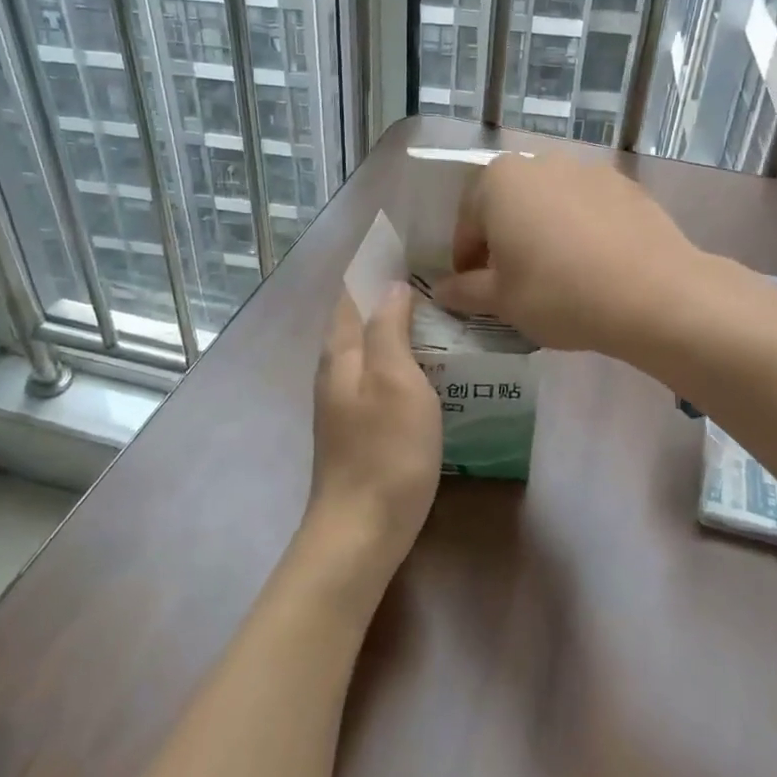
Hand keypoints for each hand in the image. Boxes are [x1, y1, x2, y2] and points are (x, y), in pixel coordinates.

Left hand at [304, 284, 442, 587]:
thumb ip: (389, 328)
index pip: (351, 292)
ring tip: (440, 316)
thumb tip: (391, 286)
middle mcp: (335, 370)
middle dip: (389, 294)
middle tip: (437, 279)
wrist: (361, 530)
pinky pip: (380, 376)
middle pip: (359, 318)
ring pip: (371, 348)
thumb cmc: (385, 450)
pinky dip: (402, 359)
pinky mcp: (358, 426)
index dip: (373, 266)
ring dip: (398, 327)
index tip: (407, 246)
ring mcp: (344, 401)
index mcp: (341, 352)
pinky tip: (430, 368)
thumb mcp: (395, 380)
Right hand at [431, 152, 706, 355]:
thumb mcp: (502, 301)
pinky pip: (587, 207)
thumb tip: (443, 290)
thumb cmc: (558, 293)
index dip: (466, 260)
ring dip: (543, 230)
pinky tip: (593, 263)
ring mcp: (587, 169)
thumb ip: (465, 291)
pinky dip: (580, 228)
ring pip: (549, 202)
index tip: (474, 290)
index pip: (467, 223)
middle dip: (504, 239)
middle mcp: (540, 162)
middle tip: (513, 280)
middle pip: (508, 204)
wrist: (652, 293)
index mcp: (499, 181)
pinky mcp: (625, 184)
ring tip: (556, 272)